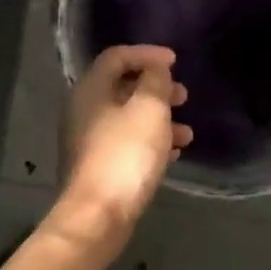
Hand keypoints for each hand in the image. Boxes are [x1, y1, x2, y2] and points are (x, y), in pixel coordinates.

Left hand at [55, 45, 193, 253]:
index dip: (147, 54)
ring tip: (187, 133)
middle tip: (183, 96)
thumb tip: (156, 69)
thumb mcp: (148, 110)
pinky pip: (126, 143)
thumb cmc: (125, 155)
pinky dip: (150, 142)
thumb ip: (155, 81)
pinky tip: (174, 153)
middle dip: (156, 89)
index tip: (175, 61)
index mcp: (90, 90)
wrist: (97, 216)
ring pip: (127, 118)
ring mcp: (88, 141)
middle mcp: (83, 110)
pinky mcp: (97, 167)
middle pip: (122, 87)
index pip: (116, 56)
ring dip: (158, 119)